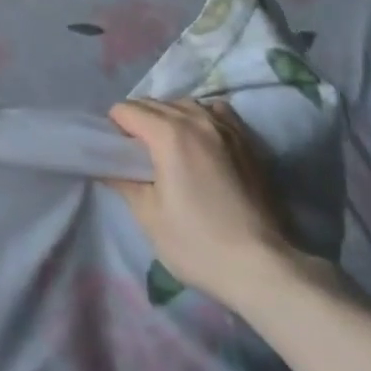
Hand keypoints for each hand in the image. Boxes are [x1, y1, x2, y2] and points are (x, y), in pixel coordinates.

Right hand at [106, 98, 298, 309]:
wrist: (263, 267)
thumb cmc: (198, 243)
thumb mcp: (148, 216)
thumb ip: (123, 181)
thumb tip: (107, 166)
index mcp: (168, 134)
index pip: (127, 110)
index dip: (114, 128)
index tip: (115, 152)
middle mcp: (196, 119)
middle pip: (153, 103)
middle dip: (137, 121)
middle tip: (135, 154)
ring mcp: (226, 127)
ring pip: (184, 104)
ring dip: (168, 116)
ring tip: (167, 146)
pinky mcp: (248, 140)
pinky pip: (215, 111)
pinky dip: (200, 117)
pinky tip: (201, 139)